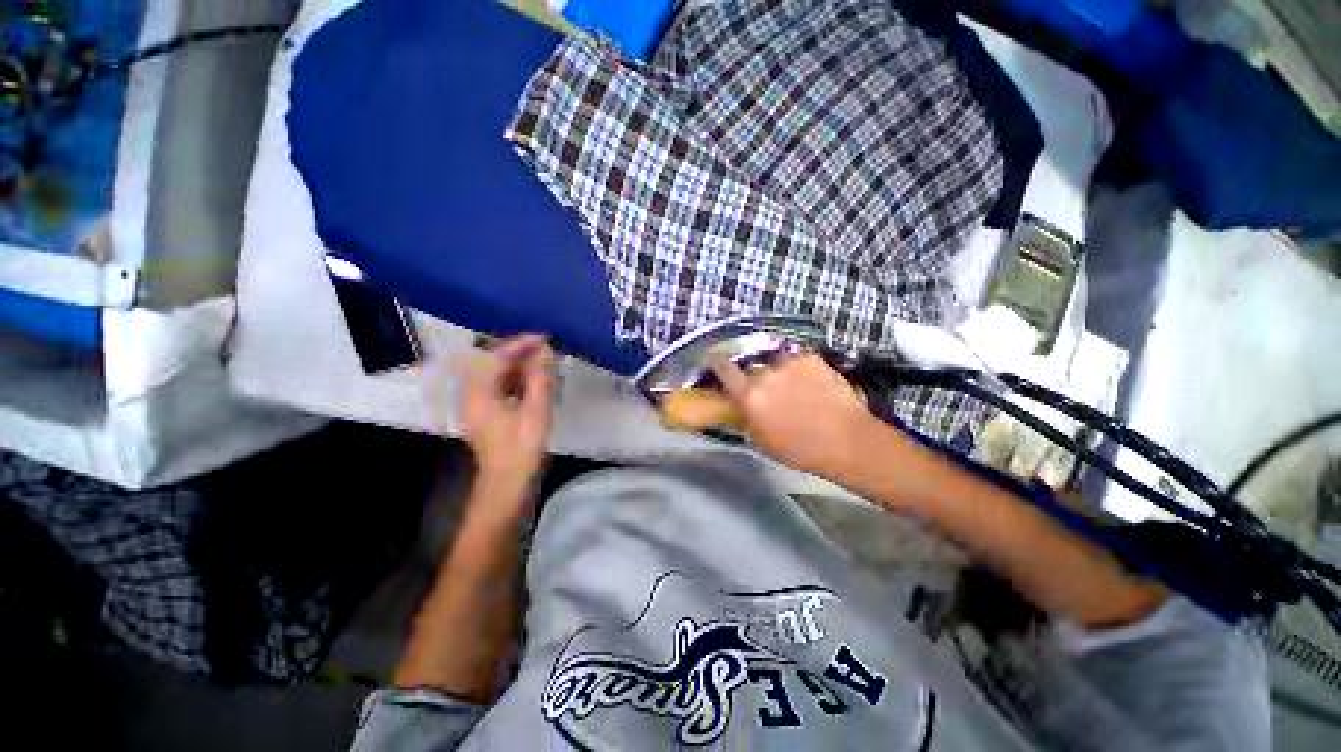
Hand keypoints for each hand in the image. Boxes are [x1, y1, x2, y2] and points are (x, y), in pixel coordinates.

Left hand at [459, 334, 555, 492]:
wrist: (507, 482)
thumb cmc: (521, 446)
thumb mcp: (536, 409)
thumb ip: (540, 376)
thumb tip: (546, 350)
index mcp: (479, 391)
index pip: (498, 355)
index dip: (522, 343)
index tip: (545, 338)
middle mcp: (473, 392)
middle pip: (495, 362)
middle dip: (522, 353)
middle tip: (549, 350)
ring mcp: (479, 403)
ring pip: (499, 374)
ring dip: (522, 366)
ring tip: (547, 362)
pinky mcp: (487, 412)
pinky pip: (501, 386)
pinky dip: (519, 380)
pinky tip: (537, 381)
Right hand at [711, 354, 875, 476]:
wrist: (846, 441)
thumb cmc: (800, 450)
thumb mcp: (761, 441)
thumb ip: (746, 418)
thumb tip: (741, 405)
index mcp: (749, 396)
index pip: (723, 368)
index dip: (715, 361)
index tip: (713, 358)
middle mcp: (765, 374)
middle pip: (750, 365)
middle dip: (752, 374)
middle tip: (764, 386)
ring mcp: (789, 363)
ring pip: (773, 360)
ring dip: (776, 370)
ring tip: (790, 384)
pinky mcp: (810, 358)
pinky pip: (795, 359)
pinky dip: (797, 368)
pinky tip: (808, 382)